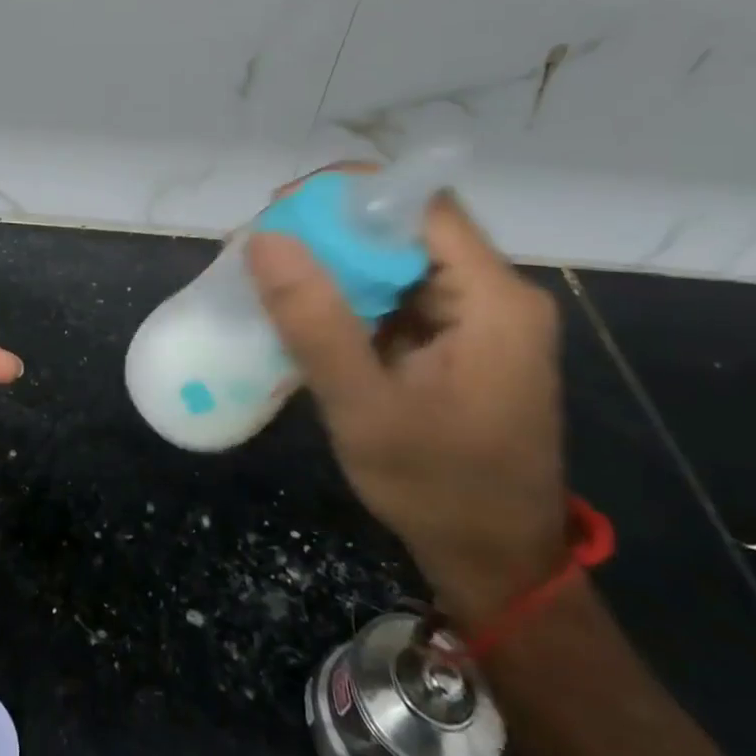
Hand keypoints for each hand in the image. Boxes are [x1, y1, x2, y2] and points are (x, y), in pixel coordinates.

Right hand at [246, 189, 567, 628]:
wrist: (495, 561)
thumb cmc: (436, 487)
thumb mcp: (363, 407)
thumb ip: (314, 322)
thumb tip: (264, 239)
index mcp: (493, 300)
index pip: (421, 205)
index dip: (349, 194)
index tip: (281, 209)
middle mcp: (495, 295)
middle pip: (407, 228)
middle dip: (330, 228)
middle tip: (260, 244)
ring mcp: (479, 320)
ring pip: (398, 260)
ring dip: (335, 262)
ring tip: (268, 273)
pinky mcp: (459, 343)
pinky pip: (398, 296)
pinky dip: (349, 296)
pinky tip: (303, 311)